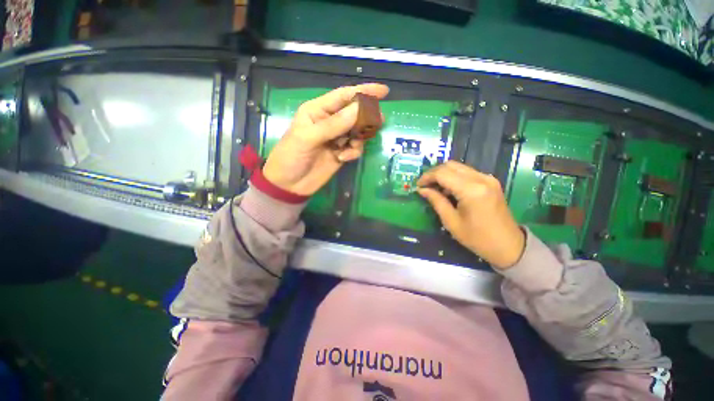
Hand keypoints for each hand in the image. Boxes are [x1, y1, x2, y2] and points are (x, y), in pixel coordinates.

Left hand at [262, 83, 389, 195]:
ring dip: (359, 138)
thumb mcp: (309, 138)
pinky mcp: (341, 152)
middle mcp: (330, 121)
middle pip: (355, 113)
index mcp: (318, 110)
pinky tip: (343, 158)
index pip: (344, 96)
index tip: (383, 91)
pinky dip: (354, 151)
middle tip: (377, 122)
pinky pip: (355, 147)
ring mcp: (337, 138)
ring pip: (358, 131)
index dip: (364, 91)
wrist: (290, 184)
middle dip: (366, 117)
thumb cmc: (292, 156)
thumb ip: (334, 124)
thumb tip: (360, 109)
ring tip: (350, 147)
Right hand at [417, 162, 524, 269]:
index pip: (442, 173)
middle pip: (450, 165)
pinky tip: (449, 190)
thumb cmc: (477, 238)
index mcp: (471, 190)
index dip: (427, 177)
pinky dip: (454, 177)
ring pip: (458, 167)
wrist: (508, 246)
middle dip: (434, 173)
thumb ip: (436, 201)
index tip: (418, 186)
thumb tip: (422, 190)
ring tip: (435, 189)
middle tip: (424, 186)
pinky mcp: (491, 181)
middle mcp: (481, 178)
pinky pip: (467, 172)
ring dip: (443, 174)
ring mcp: (488, 178)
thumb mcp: (451, 222)